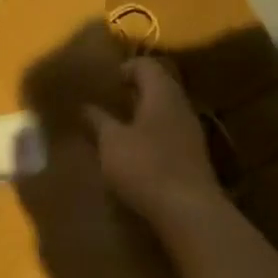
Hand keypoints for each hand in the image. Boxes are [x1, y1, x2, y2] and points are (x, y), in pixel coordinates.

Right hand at [85, 56, 228, 230]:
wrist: (189, 211)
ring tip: (116, 126)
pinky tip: (134, 151)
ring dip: (142, 114)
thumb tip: (85, 106)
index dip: (125, 68)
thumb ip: (98, 120)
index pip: (147, 66)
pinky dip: (150, 134)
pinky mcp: (192, 157)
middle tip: (107, 100)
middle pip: (159, 87)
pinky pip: (168, 133)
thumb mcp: (111, 142)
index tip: (105, 82)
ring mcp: (190, 133)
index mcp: (162, 95)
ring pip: (164, 111)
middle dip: (133, 91)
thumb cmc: (145, 166)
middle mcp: (180, 108)